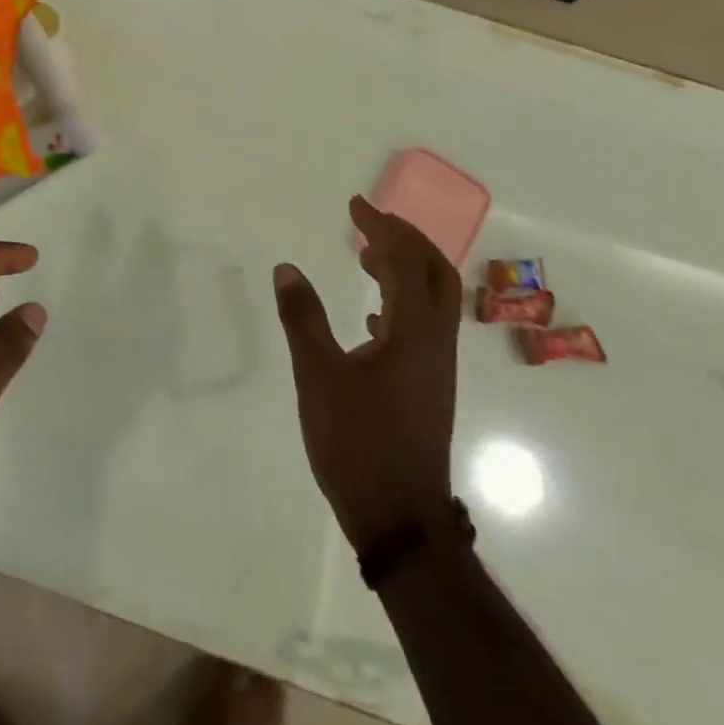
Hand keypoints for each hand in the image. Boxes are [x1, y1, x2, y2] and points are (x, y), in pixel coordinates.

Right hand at [272, 196, 461, 554]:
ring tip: (367, 258)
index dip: (382, 228)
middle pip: (435, 273)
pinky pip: (424, 328)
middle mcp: (435, 343)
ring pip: (433, 301)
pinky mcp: (428, 388)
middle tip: (369, 222)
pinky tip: (372, 318)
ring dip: (405, 269)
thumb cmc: (358, 443)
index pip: (405, 262)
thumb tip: (287, 268)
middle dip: (405, 239)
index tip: (355, 205)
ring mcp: (437, 368)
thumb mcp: (318, 376)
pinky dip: (402, 304)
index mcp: (414, 333)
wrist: (401, 519)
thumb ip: (303, 318)